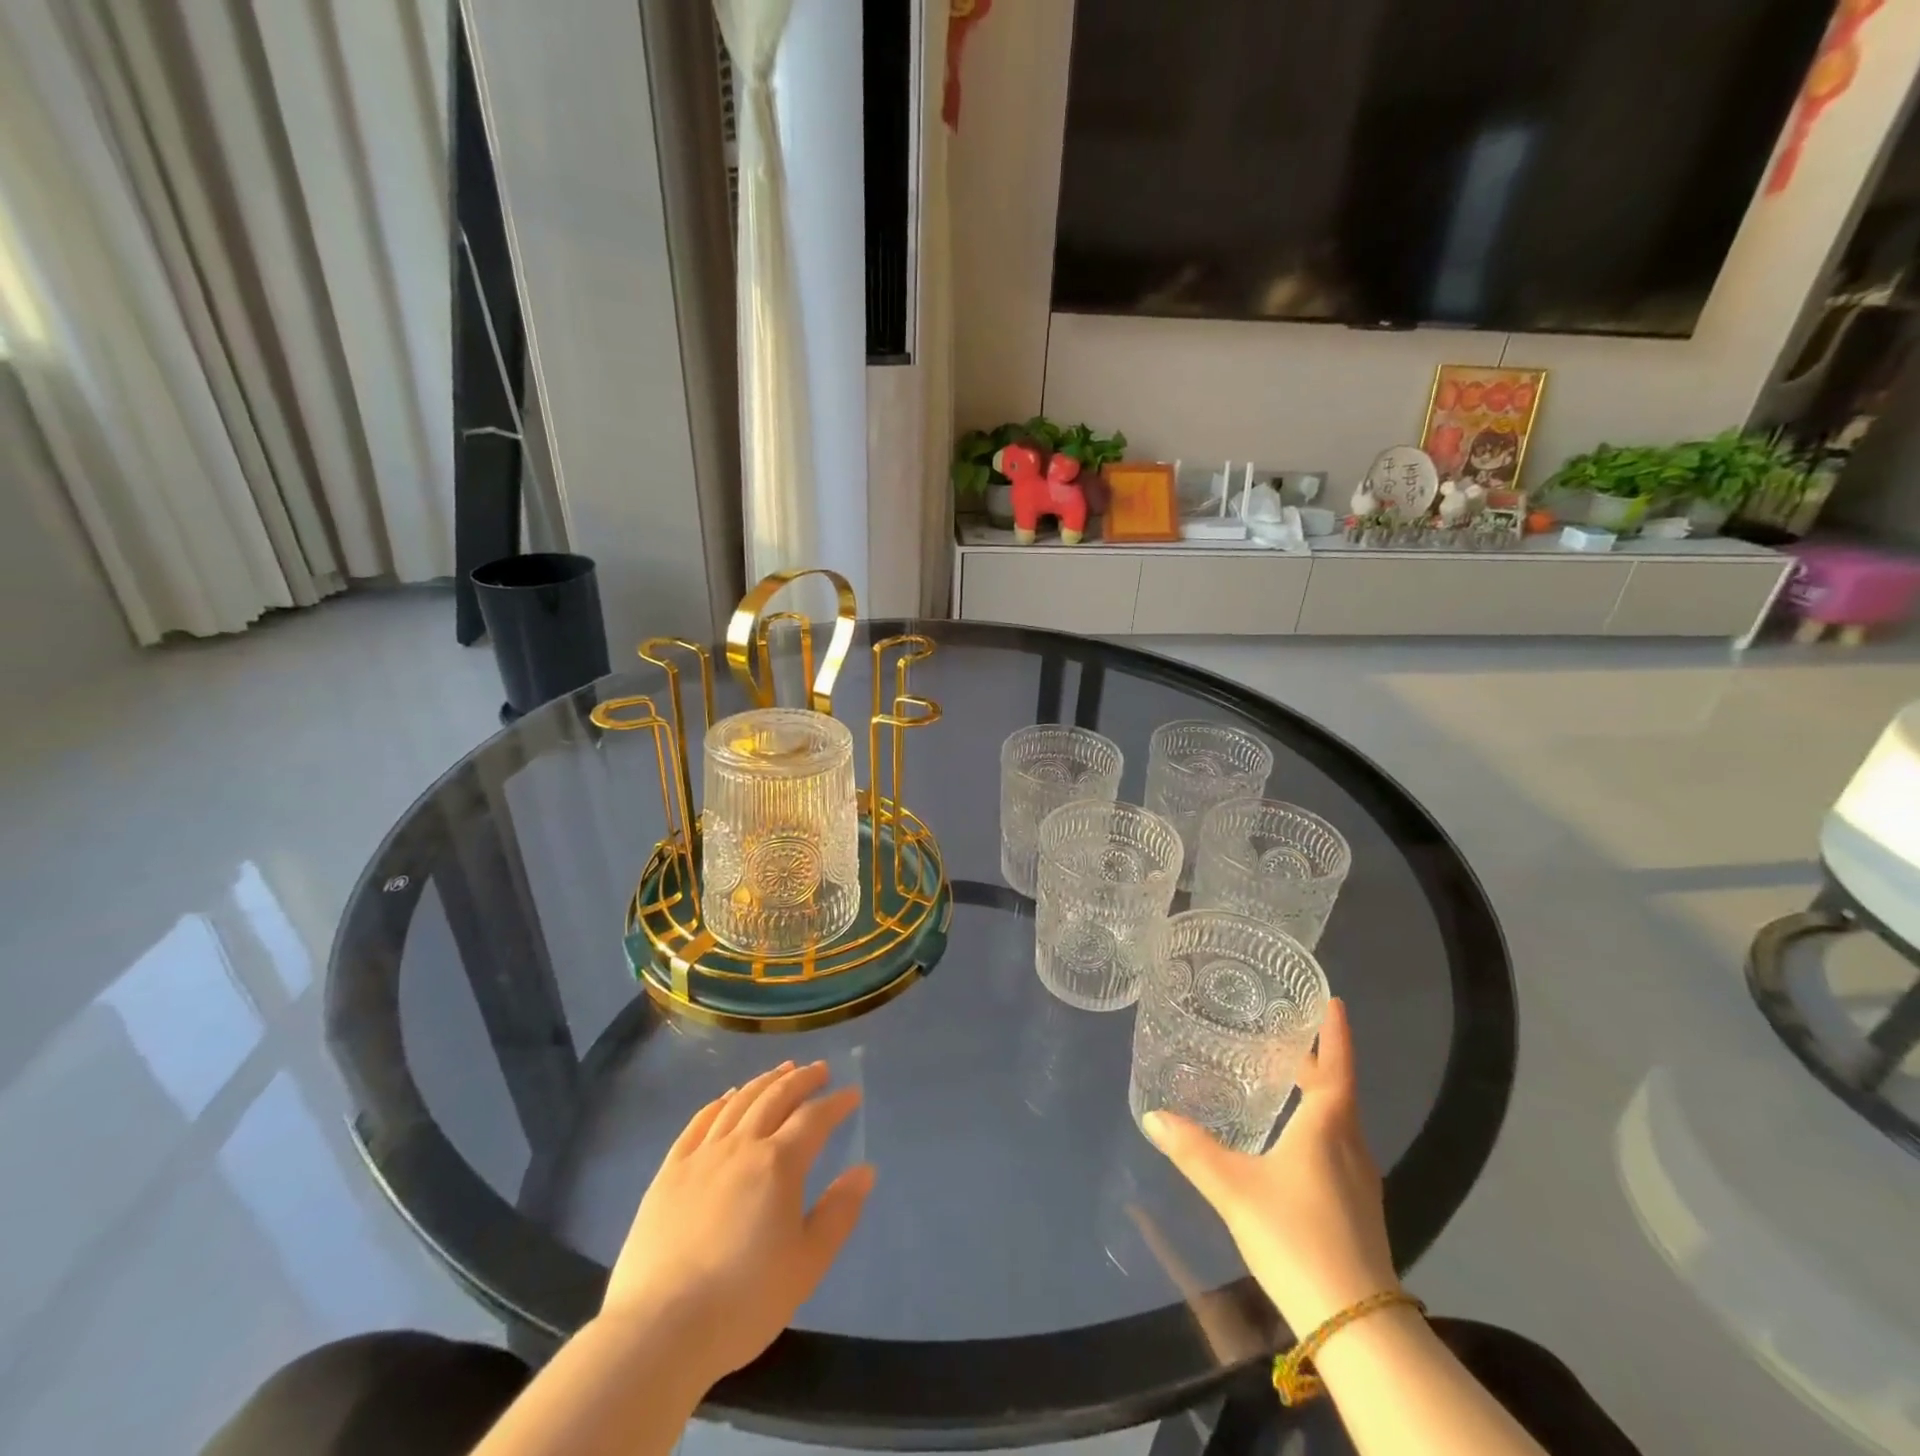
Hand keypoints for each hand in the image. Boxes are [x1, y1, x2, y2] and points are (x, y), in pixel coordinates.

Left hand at [601, 1061, 873, 1385]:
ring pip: (739, 1102)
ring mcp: (702, 1155)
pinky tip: (727, 1098)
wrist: (660, 1330)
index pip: (814, 1118)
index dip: (836, 1103)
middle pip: (776, 1097)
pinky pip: (699, 1122)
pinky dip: (719, 1103)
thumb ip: (839, 1213)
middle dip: (802, 1079)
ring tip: (781, 1071)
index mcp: (779, 1163)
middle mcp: (742, 1145)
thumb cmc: (744, 1301)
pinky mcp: (669, 1172)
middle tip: (819, 1069)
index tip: (852, 1093)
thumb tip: (865, 1170)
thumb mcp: (807, 1264)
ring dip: (764, 1082)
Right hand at [1143, 999, 1395, 1333]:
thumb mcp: (1234, 1189)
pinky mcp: (1357, 1207)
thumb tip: (1153, 1115)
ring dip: (1317, 1093)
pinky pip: (1338, 1146)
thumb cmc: (1297, 1237)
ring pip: (1338, 1120)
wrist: (1356, 1325)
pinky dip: (1317, 1125)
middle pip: (1336, 1090)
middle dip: (1315, 1060)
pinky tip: (1291, 1140)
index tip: (1334, 1000)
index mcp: (1328, 1127)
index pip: (1336, 1066)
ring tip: (1283, 1077)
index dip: (1335, 1033)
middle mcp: (1350, 1145)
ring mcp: (1360, 1179)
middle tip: (1284, 1034)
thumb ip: (1193, 1150)